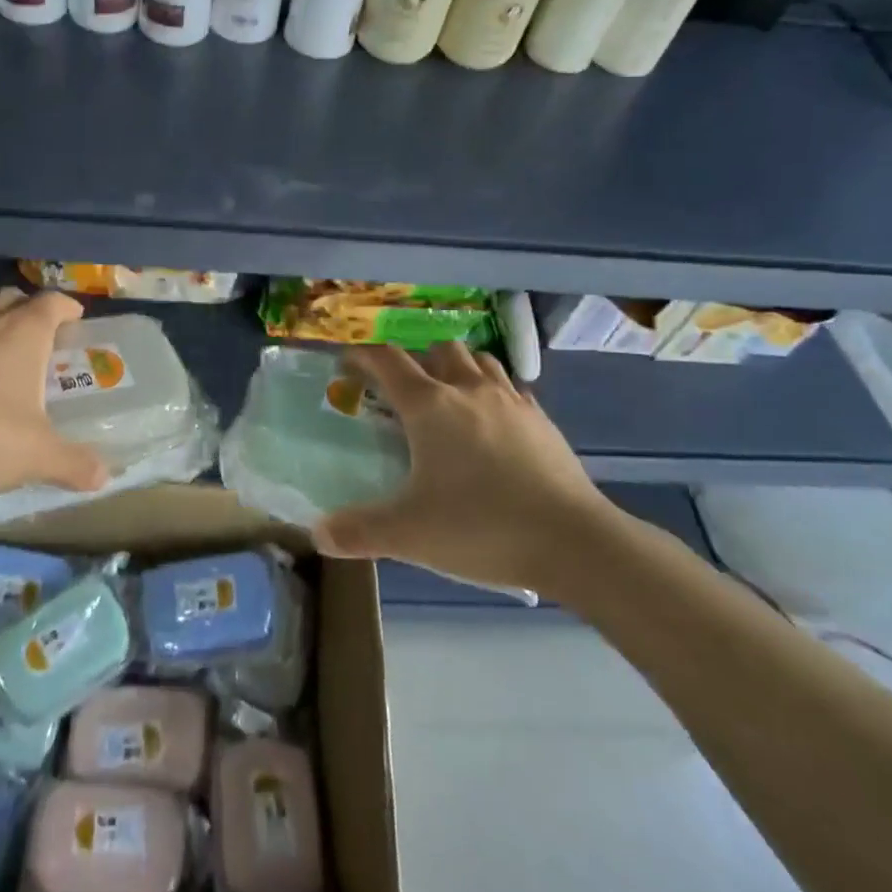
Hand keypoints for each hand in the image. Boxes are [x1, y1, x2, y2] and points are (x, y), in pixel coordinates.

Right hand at [313, 342, 622, 596]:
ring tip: (447, 398)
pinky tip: (491, 423)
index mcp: (429, 406)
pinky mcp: (542, 420)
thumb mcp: (409, 535)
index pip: (387, 360)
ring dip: (457, 368)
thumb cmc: (481, 527)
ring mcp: (511, 401)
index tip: (347, 363)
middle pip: (438, 350)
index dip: (363, 356)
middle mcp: (468, 390)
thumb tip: (317, 533)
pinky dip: (492, 392)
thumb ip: (358, 531)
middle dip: (416, 360)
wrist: (574, 542)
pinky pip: (509, 388)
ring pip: (478, 360)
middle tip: (403, 391)